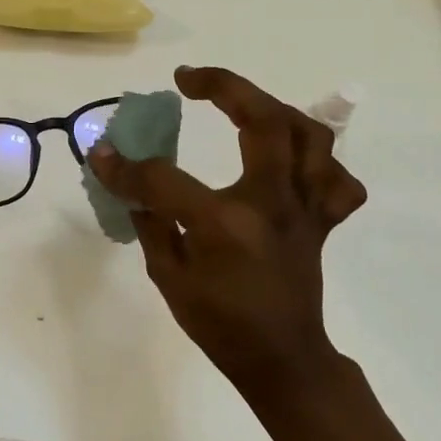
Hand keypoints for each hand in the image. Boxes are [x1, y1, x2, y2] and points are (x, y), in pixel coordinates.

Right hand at [88, 66, 366, 397]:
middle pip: (264, 120)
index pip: (165, 178)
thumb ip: (149, 221)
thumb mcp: (168, 276)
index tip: (103, 153)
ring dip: (273, 109)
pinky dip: (318, 161)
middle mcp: (273, 204)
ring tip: (241, 105)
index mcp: (226, 223)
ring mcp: (305, 209)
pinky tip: (288, 160)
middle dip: (225, 86)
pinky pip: (336, 179)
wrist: (282, 361)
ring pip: (311, 136)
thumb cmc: (219, 324)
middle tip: (190, 79)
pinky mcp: (322, 220)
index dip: (126, 166)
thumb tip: (128, 178)